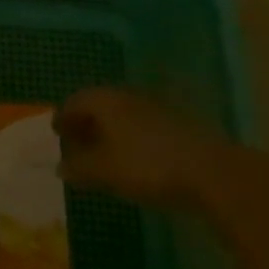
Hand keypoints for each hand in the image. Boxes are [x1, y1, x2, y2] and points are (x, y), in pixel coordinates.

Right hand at [56, 86, 228, 207]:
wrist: (212, 172)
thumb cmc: (147, 166)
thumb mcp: (105, 171)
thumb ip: (79, 167)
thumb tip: (59, 167)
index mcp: (106, 101)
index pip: (75, 101)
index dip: (63, 117)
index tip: (56, 133)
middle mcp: (127, 97)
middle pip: (99, 104)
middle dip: (85, 122)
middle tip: (75, 142)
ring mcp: (154, 108)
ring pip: (122, 114)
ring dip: (108, 130)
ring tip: (102, 153)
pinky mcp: (176, 124)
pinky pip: (140, 125)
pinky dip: (129, 137)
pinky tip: (132, 158)